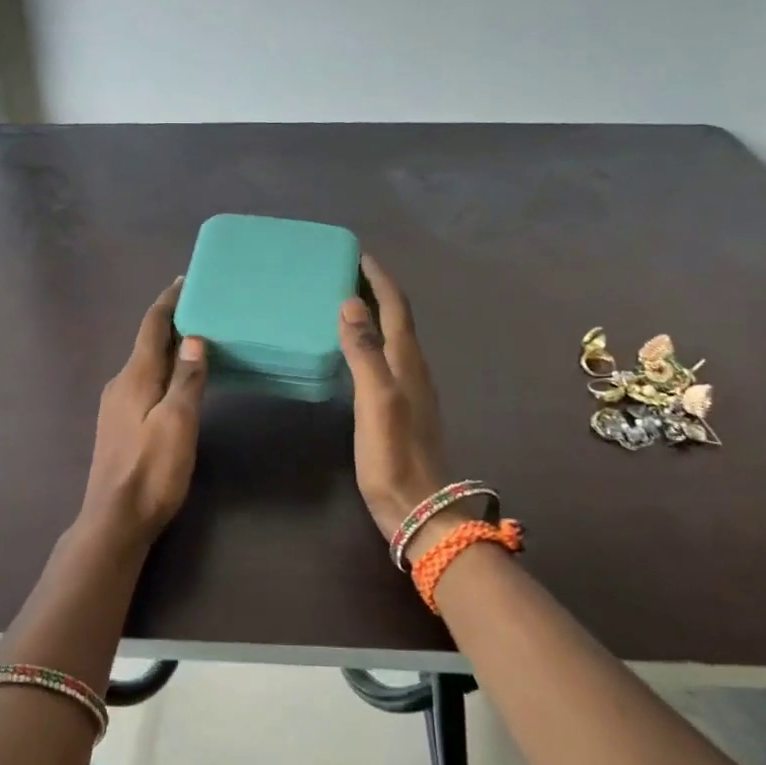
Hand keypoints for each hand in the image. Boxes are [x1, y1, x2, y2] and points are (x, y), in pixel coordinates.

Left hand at [78, 278, 208, 546]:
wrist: (115, 519)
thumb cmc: (151, 471)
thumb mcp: (178, 423)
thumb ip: (186, 380)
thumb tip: (194, 338)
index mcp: (135, 377)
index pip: (152, 328)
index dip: (168, 302)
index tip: (184, 281)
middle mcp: (120, 384)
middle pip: (148, 344)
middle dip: (172, 323)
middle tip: (203, 308)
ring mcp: (116, 406)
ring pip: (146, 365)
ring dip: (169, 349)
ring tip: (197, 340)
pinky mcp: (120, 425)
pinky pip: (145, 384)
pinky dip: (164, 372)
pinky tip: (179, 381)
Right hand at [337, 255, 455, 544]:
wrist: (419, 510)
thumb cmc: (394, 457)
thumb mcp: (376, 401)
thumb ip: (364, 353)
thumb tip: (350, 304)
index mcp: (408, 362)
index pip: (396, 308)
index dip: (379, 279)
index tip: (358, 254)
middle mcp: (414, 369)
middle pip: (397, 319)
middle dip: (376, 291)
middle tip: (345, 274)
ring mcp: (411, 390)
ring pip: (393, 340)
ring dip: (374, 316)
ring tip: (346, 304)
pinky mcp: (402, 409)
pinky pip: (387, 360)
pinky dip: (371, 343)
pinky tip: (355, 353)